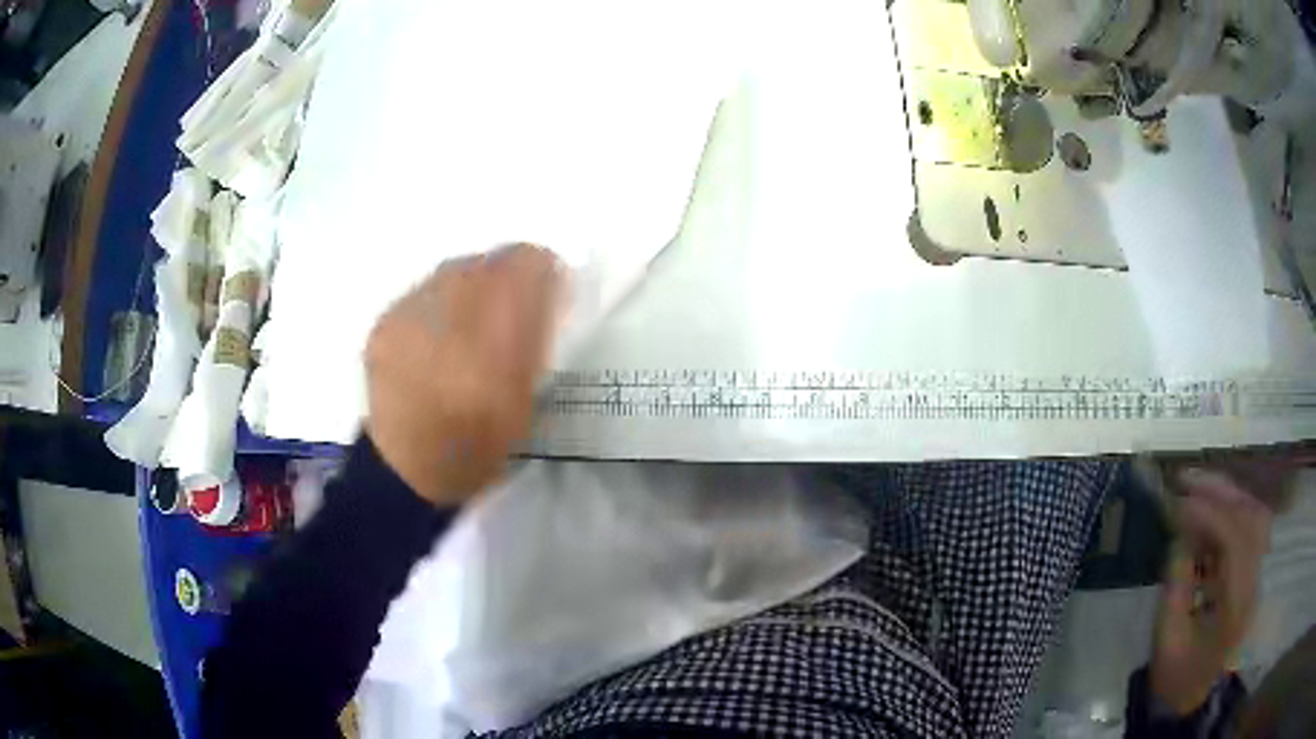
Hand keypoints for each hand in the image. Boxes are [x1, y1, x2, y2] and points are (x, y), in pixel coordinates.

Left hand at [364, 245, 561, 505]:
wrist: (405, 471)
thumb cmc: (477, 445)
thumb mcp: (525, 399)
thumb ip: (536, 336)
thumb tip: (546, 286)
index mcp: (493, 339)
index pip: (525, 263)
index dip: (543, 272)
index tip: (548, 296)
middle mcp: (446, 313)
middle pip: (488, 261)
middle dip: (506, 279)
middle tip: (508, 314)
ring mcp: (407, 314)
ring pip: (453, 272)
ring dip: (471, 288)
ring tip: (467, 328)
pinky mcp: (383, 323)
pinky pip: (423, 292)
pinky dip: (438, 306)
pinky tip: (435, 341)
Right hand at [1150, 468, 1272, 715]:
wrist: (1190, 697)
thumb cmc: (1175, 675)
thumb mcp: (1167, 640)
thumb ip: (1176, 586)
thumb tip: (1179, 534)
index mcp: (1235, 607)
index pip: (1235, 542)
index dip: (1210, 515)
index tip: (1179, 503)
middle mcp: (1253, 583)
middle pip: (1251, 518)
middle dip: (1221, 493)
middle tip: (1187, 480)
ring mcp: (1256, 575)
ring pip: (1253, 516)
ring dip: (1227, 497)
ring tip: (1196, 487)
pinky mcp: (1251, 571)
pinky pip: (1247, 527)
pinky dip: (1229, 512)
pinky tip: (1208, 511)